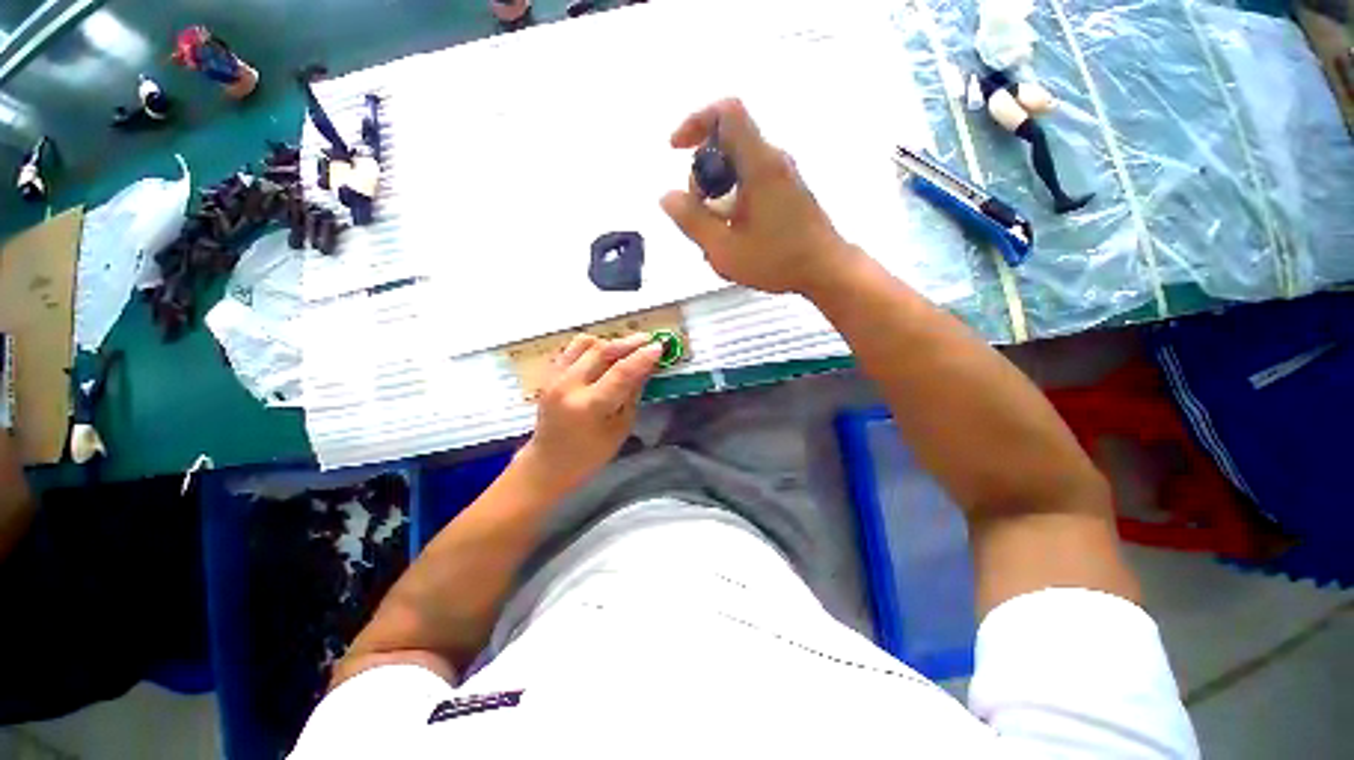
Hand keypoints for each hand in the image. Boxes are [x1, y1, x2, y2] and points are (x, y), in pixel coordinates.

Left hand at [518, 333, 662, 494]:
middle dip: (628, 342)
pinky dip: (591, 346)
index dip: (642, 357)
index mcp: (589, 406)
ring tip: (625, 348)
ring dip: (609, 342)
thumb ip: (632, 394)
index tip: (659, 346)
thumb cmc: (590, 455)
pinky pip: (572, 349)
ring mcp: (554, 378)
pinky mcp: (549, 375)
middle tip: (648, 340)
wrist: (548, 463)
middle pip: (601, 351)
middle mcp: (569, 386)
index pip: (621, 372)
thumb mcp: (621, 428)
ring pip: (585, 343)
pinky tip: (604, 353)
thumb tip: (645, 367)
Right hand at [660, 98, 856, 295]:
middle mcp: (772, 160)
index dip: (695, 121)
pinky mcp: (787, 190)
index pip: (727, 113)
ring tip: (718, 233)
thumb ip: (692, 221)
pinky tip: (734, 234)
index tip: (676, 149)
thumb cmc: (777, 260)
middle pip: (726, 144)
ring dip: (717, 193)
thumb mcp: (724, 248)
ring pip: (737, 166)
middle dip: (703, 174)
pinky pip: (750, 181)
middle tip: (702, 215)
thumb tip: (667, 196)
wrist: (826, 270)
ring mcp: (782, 175)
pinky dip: (733, 199)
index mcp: (759, 164)